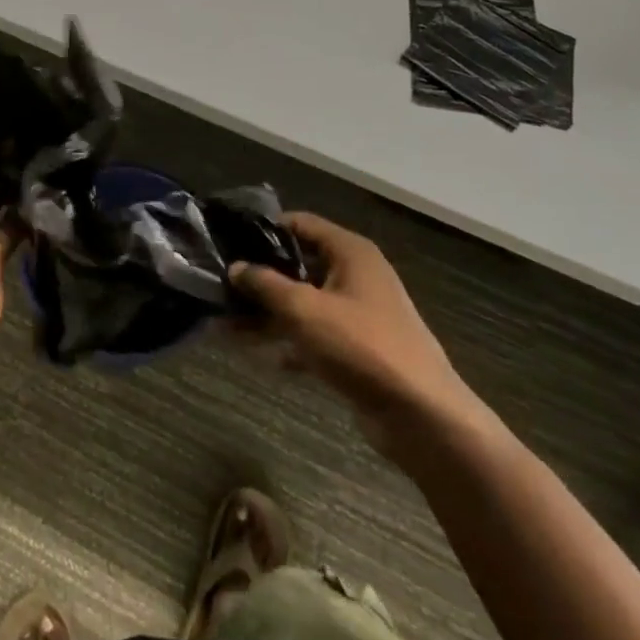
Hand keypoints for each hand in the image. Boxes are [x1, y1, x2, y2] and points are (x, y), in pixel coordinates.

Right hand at [230, 213, 482, 458]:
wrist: (419, 414)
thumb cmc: (361, 345)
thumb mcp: (304, 309)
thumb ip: (265, 284)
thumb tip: (236, 267)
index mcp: (351, 253)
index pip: (301, 224)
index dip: (265, 229)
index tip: (229, 238)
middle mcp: (356, 276)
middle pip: (299, 265)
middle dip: (259, 276)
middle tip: (219, 283)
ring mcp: (358, 314)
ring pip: (302, 303)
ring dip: (266, 313)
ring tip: (223, 323)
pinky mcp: (356, 348)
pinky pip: (312, 335)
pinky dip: (286, 341)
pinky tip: (255, 353)